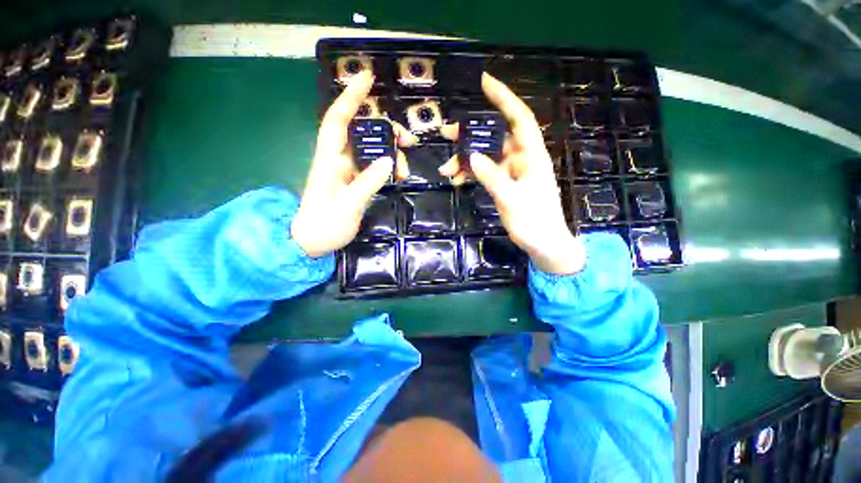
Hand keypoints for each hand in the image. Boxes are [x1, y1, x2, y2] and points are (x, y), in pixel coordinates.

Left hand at [291, 70, 416, 257]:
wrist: (312, 242)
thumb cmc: (324, 224)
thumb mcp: (349, 205)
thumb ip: (369, 182)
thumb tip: (388, 160)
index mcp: (329, 159)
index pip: (338, 119)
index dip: (351, 96)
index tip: (367, 77)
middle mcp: (338, 159)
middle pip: (362, 132)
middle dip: (386, 130)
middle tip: (408, 142)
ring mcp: (347, 170)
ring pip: (371, 150)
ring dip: (391, 154)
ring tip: (406, 170)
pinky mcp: (354, 181)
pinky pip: (373, 166)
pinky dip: (387, 167)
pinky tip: (399, 175)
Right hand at [439, 74, 584, 274]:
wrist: (543, 244)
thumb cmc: (534, 222)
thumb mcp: (512, 200)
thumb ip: (493, 178)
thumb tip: (472, 156)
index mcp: (531, 156)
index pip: (519, 118)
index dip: (503, 98)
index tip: (484, 82)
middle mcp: (521, 159)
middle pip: (495, 136)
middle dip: (471, 133)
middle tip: (446, 132)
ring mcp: (511, 172)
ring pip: (486, 156)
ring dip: (465, 160)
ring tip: (445, 169)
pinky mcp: (504, 184)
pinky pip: (485, 172)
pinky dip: (471, 174)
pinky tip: (457, 181)